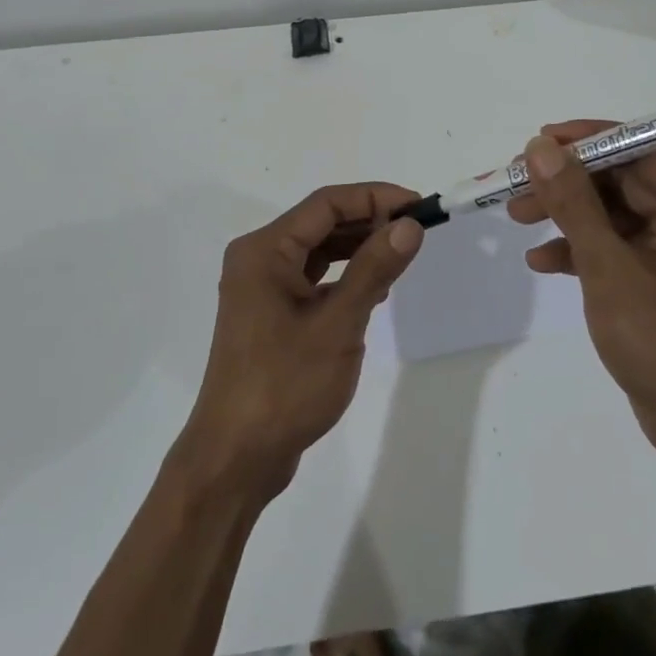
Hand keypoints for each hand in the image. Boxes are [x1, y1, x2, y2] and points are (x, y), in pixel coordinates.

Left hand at [179, 184, 424, 501]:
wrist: (236, 457)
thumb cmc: (285, 385)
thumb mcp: (338, 324)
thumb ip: (374, 269)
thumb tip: (409, 225)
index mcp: (265, 250)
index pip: (326, 204)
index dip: (375, 198)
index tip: (418, 206)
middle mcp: (259, 260)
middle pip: (321, 223)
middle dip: (369, 221)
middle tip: (416, 230)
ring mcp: (262, 289)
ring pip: (318, 251)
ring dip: (358, 248)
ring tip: (401, 253)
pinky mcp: (270, 315)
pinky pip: (312, 278)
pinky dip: (344, 276)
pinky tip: (374, 288)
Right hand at [508, 124, 655, 466]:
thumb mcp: (609, 266)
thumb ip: (574, 203)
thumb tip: (541, 149)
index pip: (642, 149)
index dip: (589, 140)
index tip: (540, 142)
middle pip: (623, 181)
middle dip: (568, 182)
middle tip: (516, 182)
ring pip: (614, 215)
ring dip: (566, 215)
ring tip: (516, 217)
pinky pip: (616, 249)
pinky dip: (580, 250)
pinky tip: (541, 262)